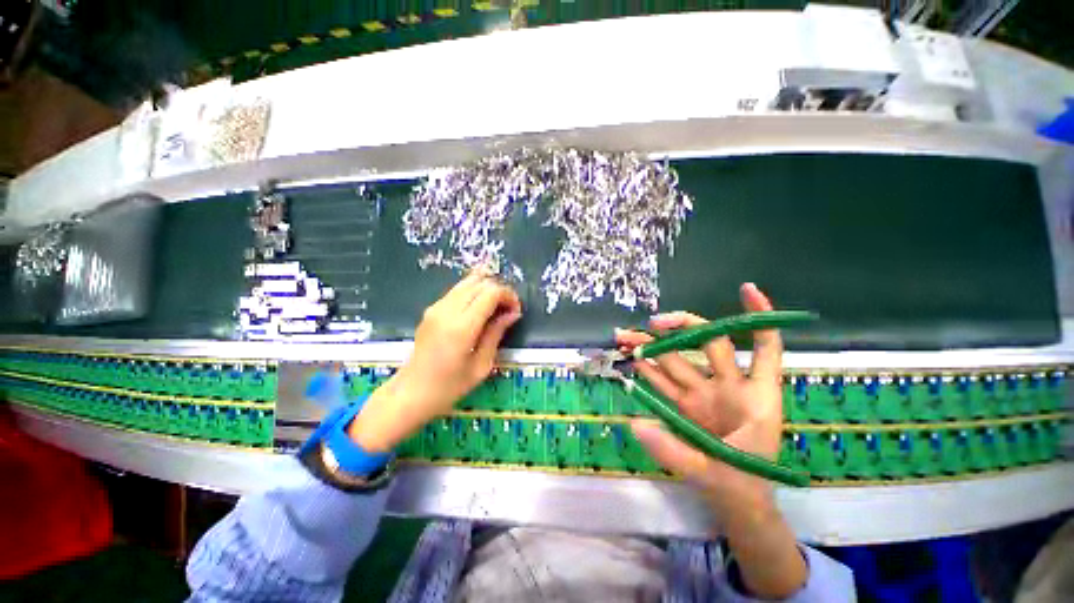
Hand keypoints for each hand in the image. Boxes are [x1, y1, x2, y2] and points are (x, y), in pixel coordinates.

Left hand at [349, 268, 521, 451]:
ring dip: (486, 289)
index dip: (508, 296)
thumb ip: (496, 334)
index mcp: (462, 327)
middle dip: (499, 290)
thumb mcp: (481, 365)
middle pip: (480, 282)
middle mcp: (447, 310)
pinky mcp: (431, 309)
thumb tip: (513, 313)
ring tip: (495, 307)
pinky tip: (479, 310)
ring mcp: (436, 307)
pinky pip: (457, 290)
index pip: (491, 292)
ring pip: (468, 281)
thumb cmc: (450, 387)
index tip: (515, 311)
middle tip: (508, 309)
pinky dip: (473, 292)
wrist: (411, 393)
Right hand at [616, 283, 806, 597]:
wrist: (735, 504)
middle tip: (652, 322)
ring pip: (678, 360)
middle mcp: (729, 387)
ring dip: (652, 346)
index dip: (759, 317)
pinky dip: (647, 368)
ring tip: (625, 335)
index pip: (764, 348)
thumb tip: (635, 423)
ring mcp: (703, 395)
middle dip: (681, 327)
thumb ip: (674, 451)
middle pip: (709, 344)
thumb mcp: (714, 473)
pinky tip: (630, 357)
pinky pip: (664, 381)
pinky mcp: (684, 405)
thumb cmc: (741, 486)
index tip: (745, 288)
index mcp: (756, 398)